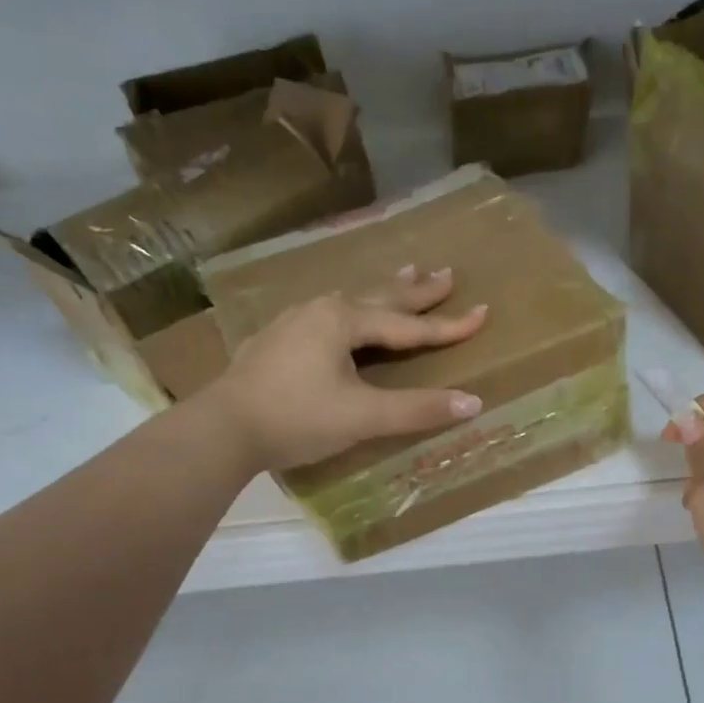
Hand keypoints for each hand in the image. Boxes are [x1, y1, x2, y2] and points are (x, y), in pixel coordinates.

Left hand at [204, 267, 487, 472]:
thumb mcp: (363, 416)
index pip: (409, 325)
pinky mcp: (276, 340)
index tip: (483, 312)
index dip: (448, 324)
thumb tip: (473, 403)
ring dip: (382, 292)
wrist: (221, 430)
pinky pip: (326, 315)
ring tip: (403, 276)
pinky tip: (341, 313)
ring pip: (350, 301)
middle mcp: (321, 310)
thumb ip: (418, 409)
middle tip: (445, 272)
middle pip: (380, 297)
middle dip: (416, 290)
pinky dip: (350, 309)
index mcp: (344, 321)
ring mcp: (294, 322)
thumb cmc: (297, 418)